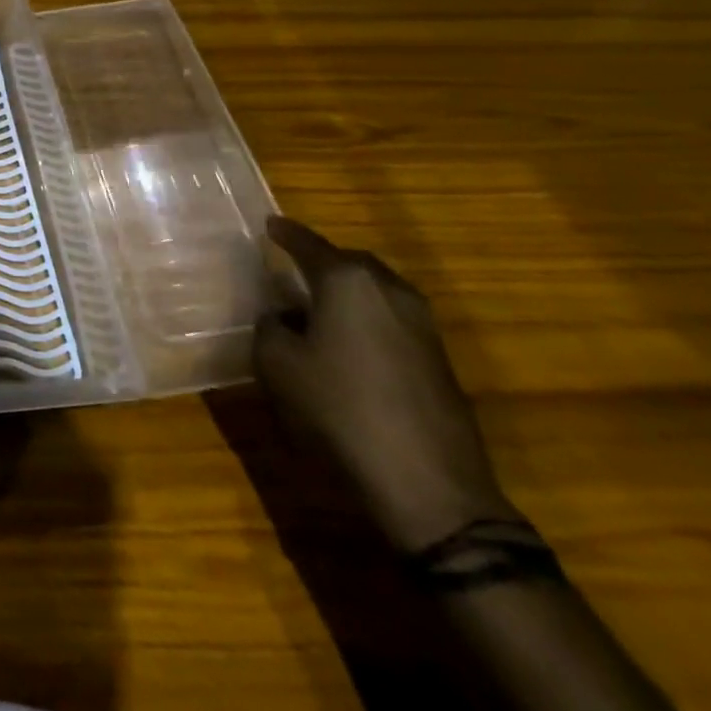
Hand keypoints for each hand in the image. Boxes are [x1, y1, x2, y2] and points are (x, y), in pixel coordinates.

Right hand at [254, 216, 515, 552]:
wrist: (429, 486)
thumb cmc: (339, 409)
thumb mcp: (277, 364)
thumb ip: (271, 327)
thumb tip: (283, 317)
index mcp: (347, 281)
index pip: (308, 243)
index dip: (285, 233)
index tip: (269, 225)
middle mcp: (390, 290)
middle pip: (350, 262)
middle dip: (321, 261)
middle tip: (293, 268)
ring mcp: (423, 326)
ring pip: (376, 292)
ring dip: (347, 295)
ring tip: (318, 310)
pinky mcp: (440, 361)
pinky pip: (392, 322)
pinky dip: (367, 322)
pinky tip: (349, 348)